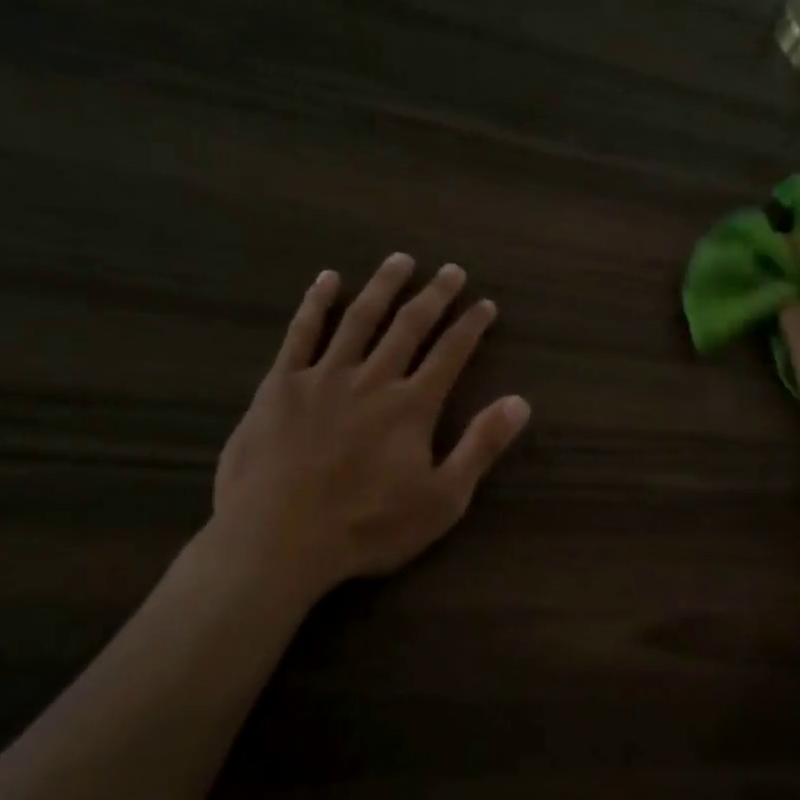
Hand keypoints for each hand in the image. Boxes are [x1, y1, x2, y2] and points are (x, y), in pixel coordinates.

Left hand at [205, 253, 530, 599]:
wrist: (278, 539)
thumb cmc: (367, 526)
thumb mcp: (442, 500)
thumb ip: (480, 447)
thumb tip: (521, 402)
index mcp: (412, 406)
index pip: (450, 354)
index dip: (471, 326)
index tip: (486, 304)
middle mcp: (372, 379)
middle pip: (409, 326)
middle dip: (434, 296)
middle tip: (451, 270)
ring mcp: (323, 377)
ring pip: (359, 319)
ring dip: (383, 286)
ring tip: (400, 260)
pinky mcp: (280, 385)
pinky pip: (300, 333)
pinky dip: (315, 303)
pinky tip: (326, 280)